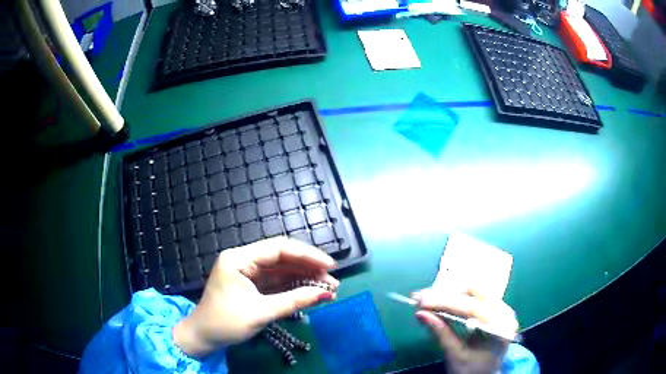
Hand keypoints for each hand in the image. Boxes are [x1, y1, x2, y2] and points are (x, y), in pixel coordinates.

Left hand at [173, 237, 338, 356]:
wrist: (203, 337)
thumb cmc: (226, 322)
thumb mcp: (261, 312)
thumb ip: (294, 301)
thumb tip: (326, 294)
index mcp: (239, 258)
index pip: (278, 248)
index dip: (307, 255)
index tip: (330, 265)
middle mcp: (243, 260)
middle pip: (282, 257)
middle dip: (308, 268)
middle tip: (332, 280)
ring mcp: (247, 272)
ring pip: (281, 270)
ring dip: (304, 278)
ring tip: (328, 288)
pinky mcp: (251, 285)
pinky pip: (276, 282)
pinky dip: (294, 287)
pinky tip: (311, 292)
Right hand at [412, 289, 518, 373]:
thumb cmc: (471, 370)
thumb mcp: (455, 355)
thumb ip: (441, 333)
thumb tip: (420, 314)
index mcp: (501, 328)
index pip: (473, 309)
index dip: (446, 303)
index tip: (422, 302)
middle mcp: (506, 313)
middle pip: (474, 296)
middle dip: (445, 296)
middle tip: (420, 298)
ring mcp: (502, 309)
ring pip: (474, 293)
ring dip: (449, 295)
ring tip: (427, 299)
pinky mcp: (494, 309)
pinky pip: (475, 298)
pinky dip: (456, 299)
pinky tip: (440, 301)